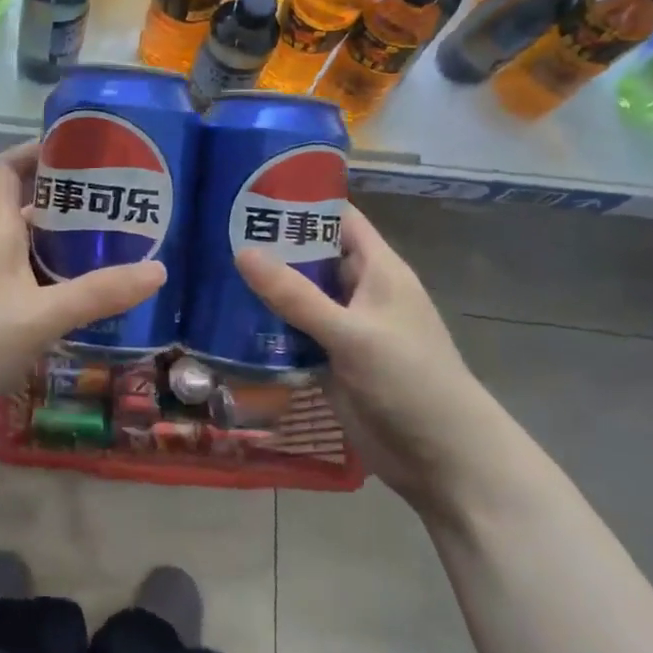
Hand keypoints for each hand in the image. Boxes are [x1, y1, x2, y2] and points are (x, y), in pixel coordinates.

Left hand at [0, 142, 165, 449]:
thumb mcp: (41, 315)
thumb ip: (98, 294)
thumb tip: (159, 269)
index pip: (6, 170)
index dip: (34, 151)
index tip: (76, 148)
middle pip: (26, 211)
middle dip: (69, 205)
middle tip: (119, 207)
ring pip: (31, 255)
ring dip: (66, 251)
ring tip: (117, 252)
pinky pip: (29, 291)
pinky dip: (57, 288)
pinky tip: (87, 303)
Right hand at [235, 205, 515, 510]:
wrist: (442, 459)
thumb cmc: (409, 380)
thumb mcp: (352, 333)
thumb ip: (296, 295)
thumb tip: (242, 251)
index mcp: (378, 270)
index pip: (339, 220)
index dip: (302, 202)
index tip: (251, 192)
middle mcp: (359, 292)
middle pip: (311, 257)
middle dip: (270, 247)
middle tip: (214, 234)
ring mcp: (343, 329)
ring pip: (298, 298)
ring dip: (264, 290)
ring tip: (210, 272)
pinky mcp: (330, 362)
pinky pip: (293, 336)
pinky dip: (266, 330)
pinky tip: (227, 324)